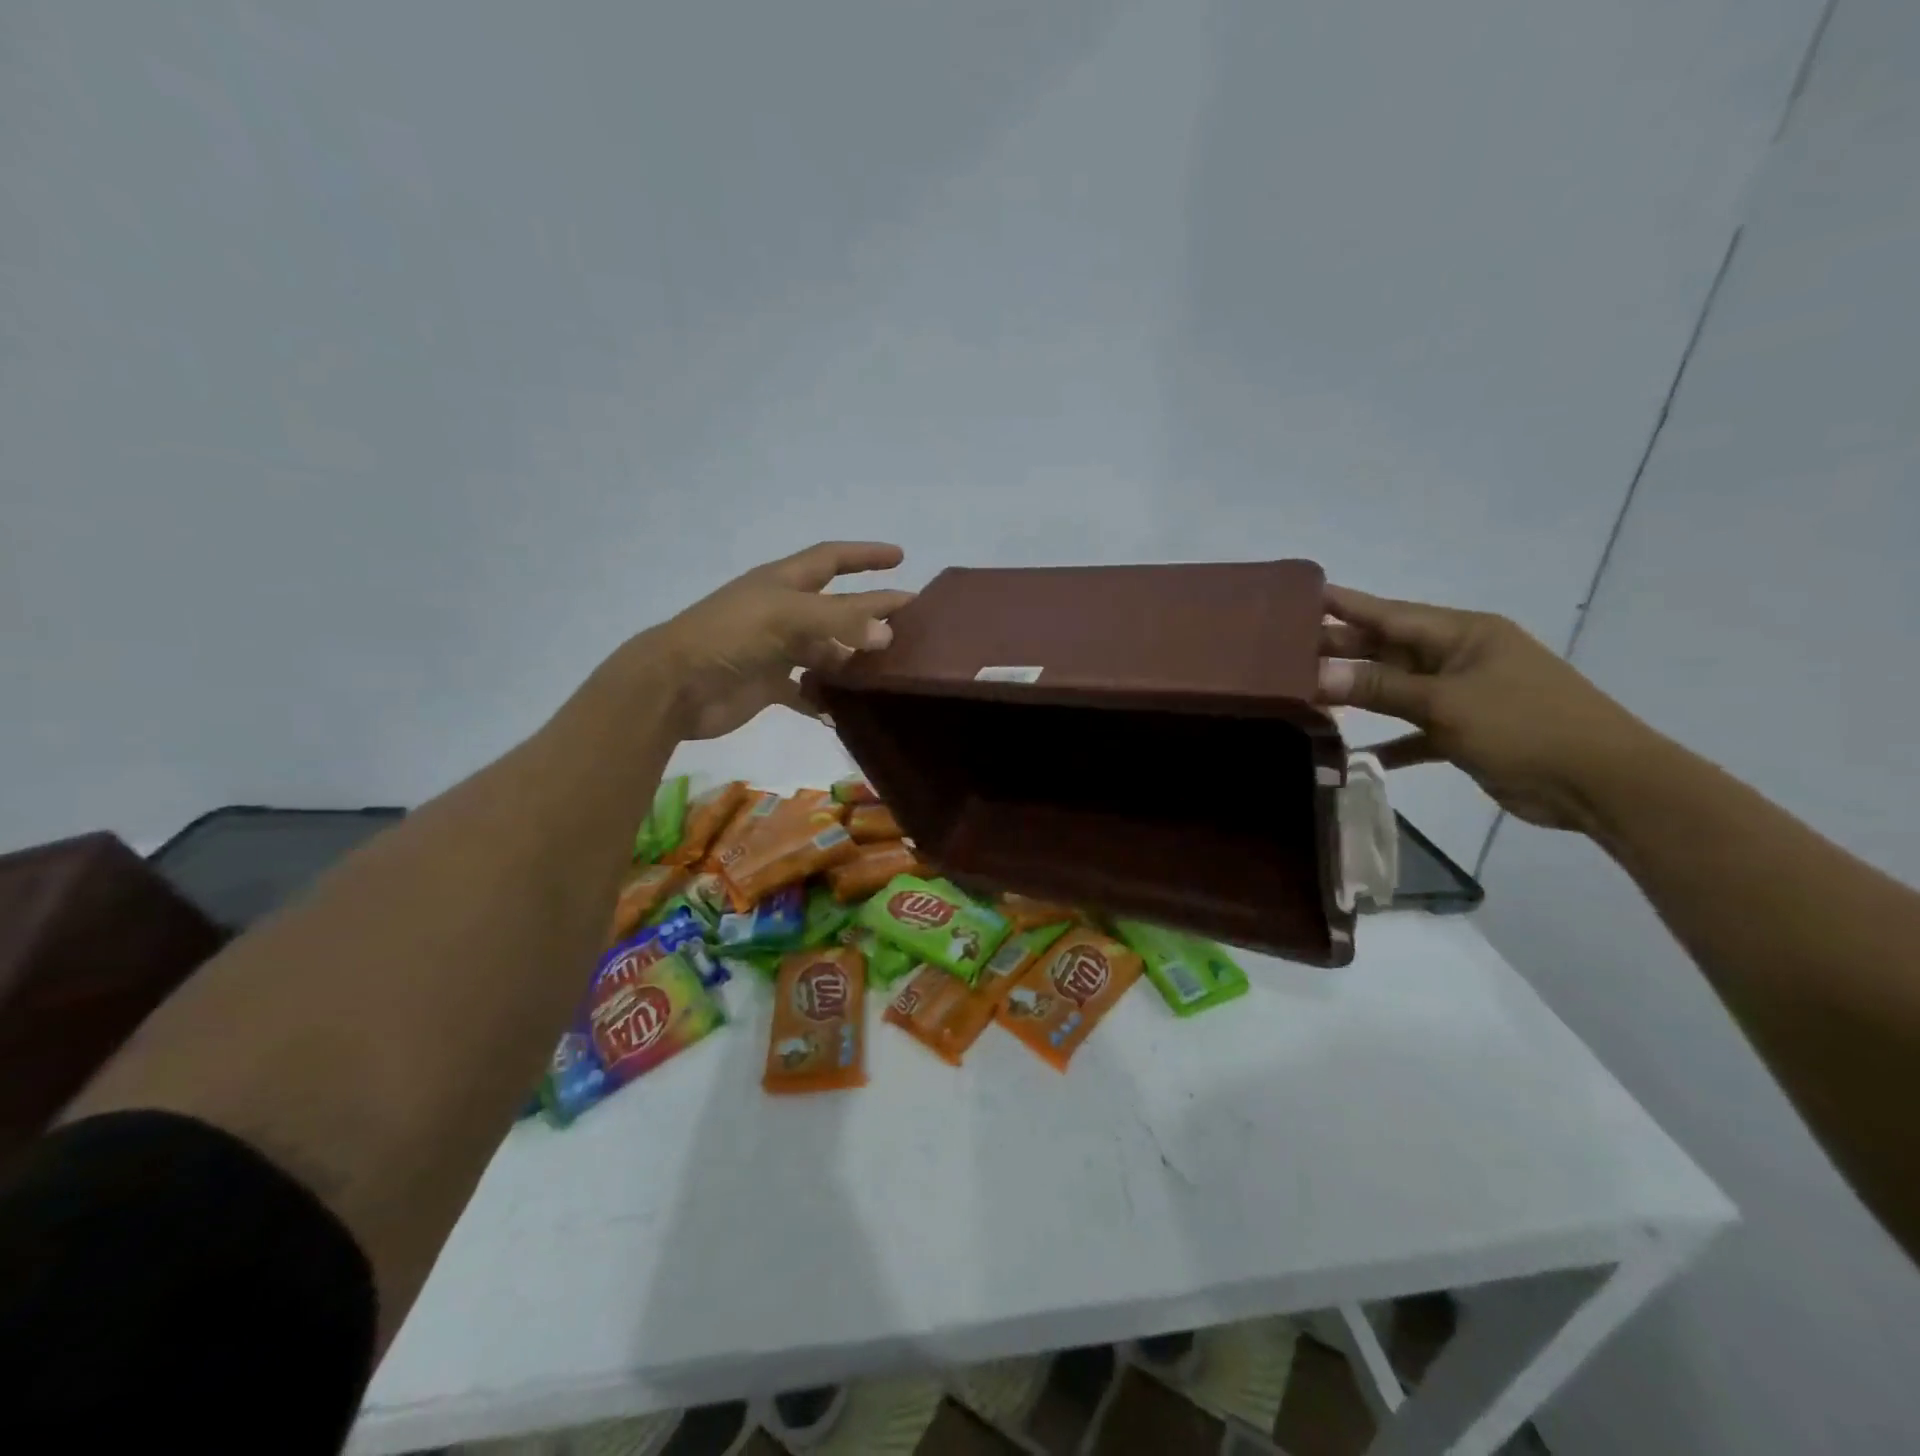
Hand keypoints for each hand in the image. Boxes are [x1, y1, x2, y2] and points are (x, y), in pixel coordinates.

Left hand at [642, 541, 914, 739]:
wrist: (675, 686)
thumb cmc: (729, 636)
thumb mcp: (786, 616)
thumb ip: (838, 621)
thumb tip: (887, 633)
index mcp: (783, 583)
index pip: (831, 559)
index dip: (865, 555)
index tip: (900, 557)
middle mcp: (783, 612)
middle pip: (837, 609)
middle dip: (871, 612)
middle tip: (912, 622)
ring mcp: (776, 650)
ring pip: (826, 651)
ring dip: (853, 660)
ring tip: (889, 671)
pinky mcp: (769, 685)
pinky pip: (807, 691)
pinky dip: (825, 700)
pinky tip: (846, 710)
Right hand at [1316, 585, 1653, 831]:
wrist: (1603, 784)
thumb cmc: (1527, 726)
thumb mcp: (1447, 703)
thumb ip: (1380, 687)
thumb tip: (1317, 674)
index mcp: (1462, 634)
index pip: (1388, 613)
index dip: (1343, 605)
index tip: (1298, 597)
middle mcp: (1459, 658)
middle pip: (1387, 649)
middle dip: (1340, 651)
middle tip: (1283, 653)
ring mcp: (1463, 695)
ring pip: (1396, 689)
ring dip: (1358, 695)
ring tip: (1305, 695)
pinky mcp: (1465, 732)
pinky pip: (1414, 731)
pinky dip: (1388, 741)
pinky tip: (1355, 754)